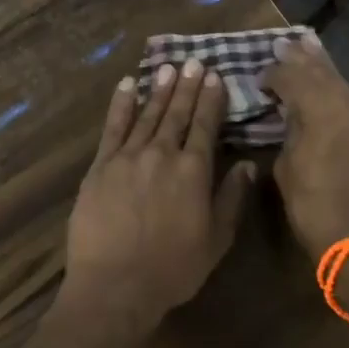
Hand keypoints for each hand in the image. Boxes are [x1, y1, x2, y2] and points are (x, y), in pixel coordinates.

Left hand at [61, 58, 256, 338]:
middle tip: (194, 62)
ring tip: (168, 68)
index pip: (205, 126)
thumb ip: (231, 198)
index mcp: (193, 171)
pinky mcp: (100, 166)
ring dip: (159, 90)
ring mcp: (128, 157)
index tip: (215, 77)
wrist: (114, 285)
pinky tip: (127, 86)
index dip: (211, 100)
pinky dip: (121, 105)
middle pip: (177, 114)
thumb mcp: (216, 240)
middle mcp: (162, 154)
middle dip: (187, 87)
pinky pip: (112, 128)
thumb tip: (248, 164)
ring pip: (147, 115)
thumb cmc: (172, 268)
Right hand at [261, 32, 348, 255]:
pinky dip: (336, 92)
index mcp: (324, 109)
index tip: (258, 77)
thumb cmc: (316, 208)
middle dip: (302, 58)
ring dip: (322, 69)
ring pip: (341, 83)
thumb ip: (290, 132)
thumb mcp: (288, 168)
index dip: (273, 73)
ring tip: (308, 49)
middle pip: (322, 71)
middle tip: (285, 42)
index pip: (293, 77)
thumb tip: (292, 116)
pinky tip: (328, 89)